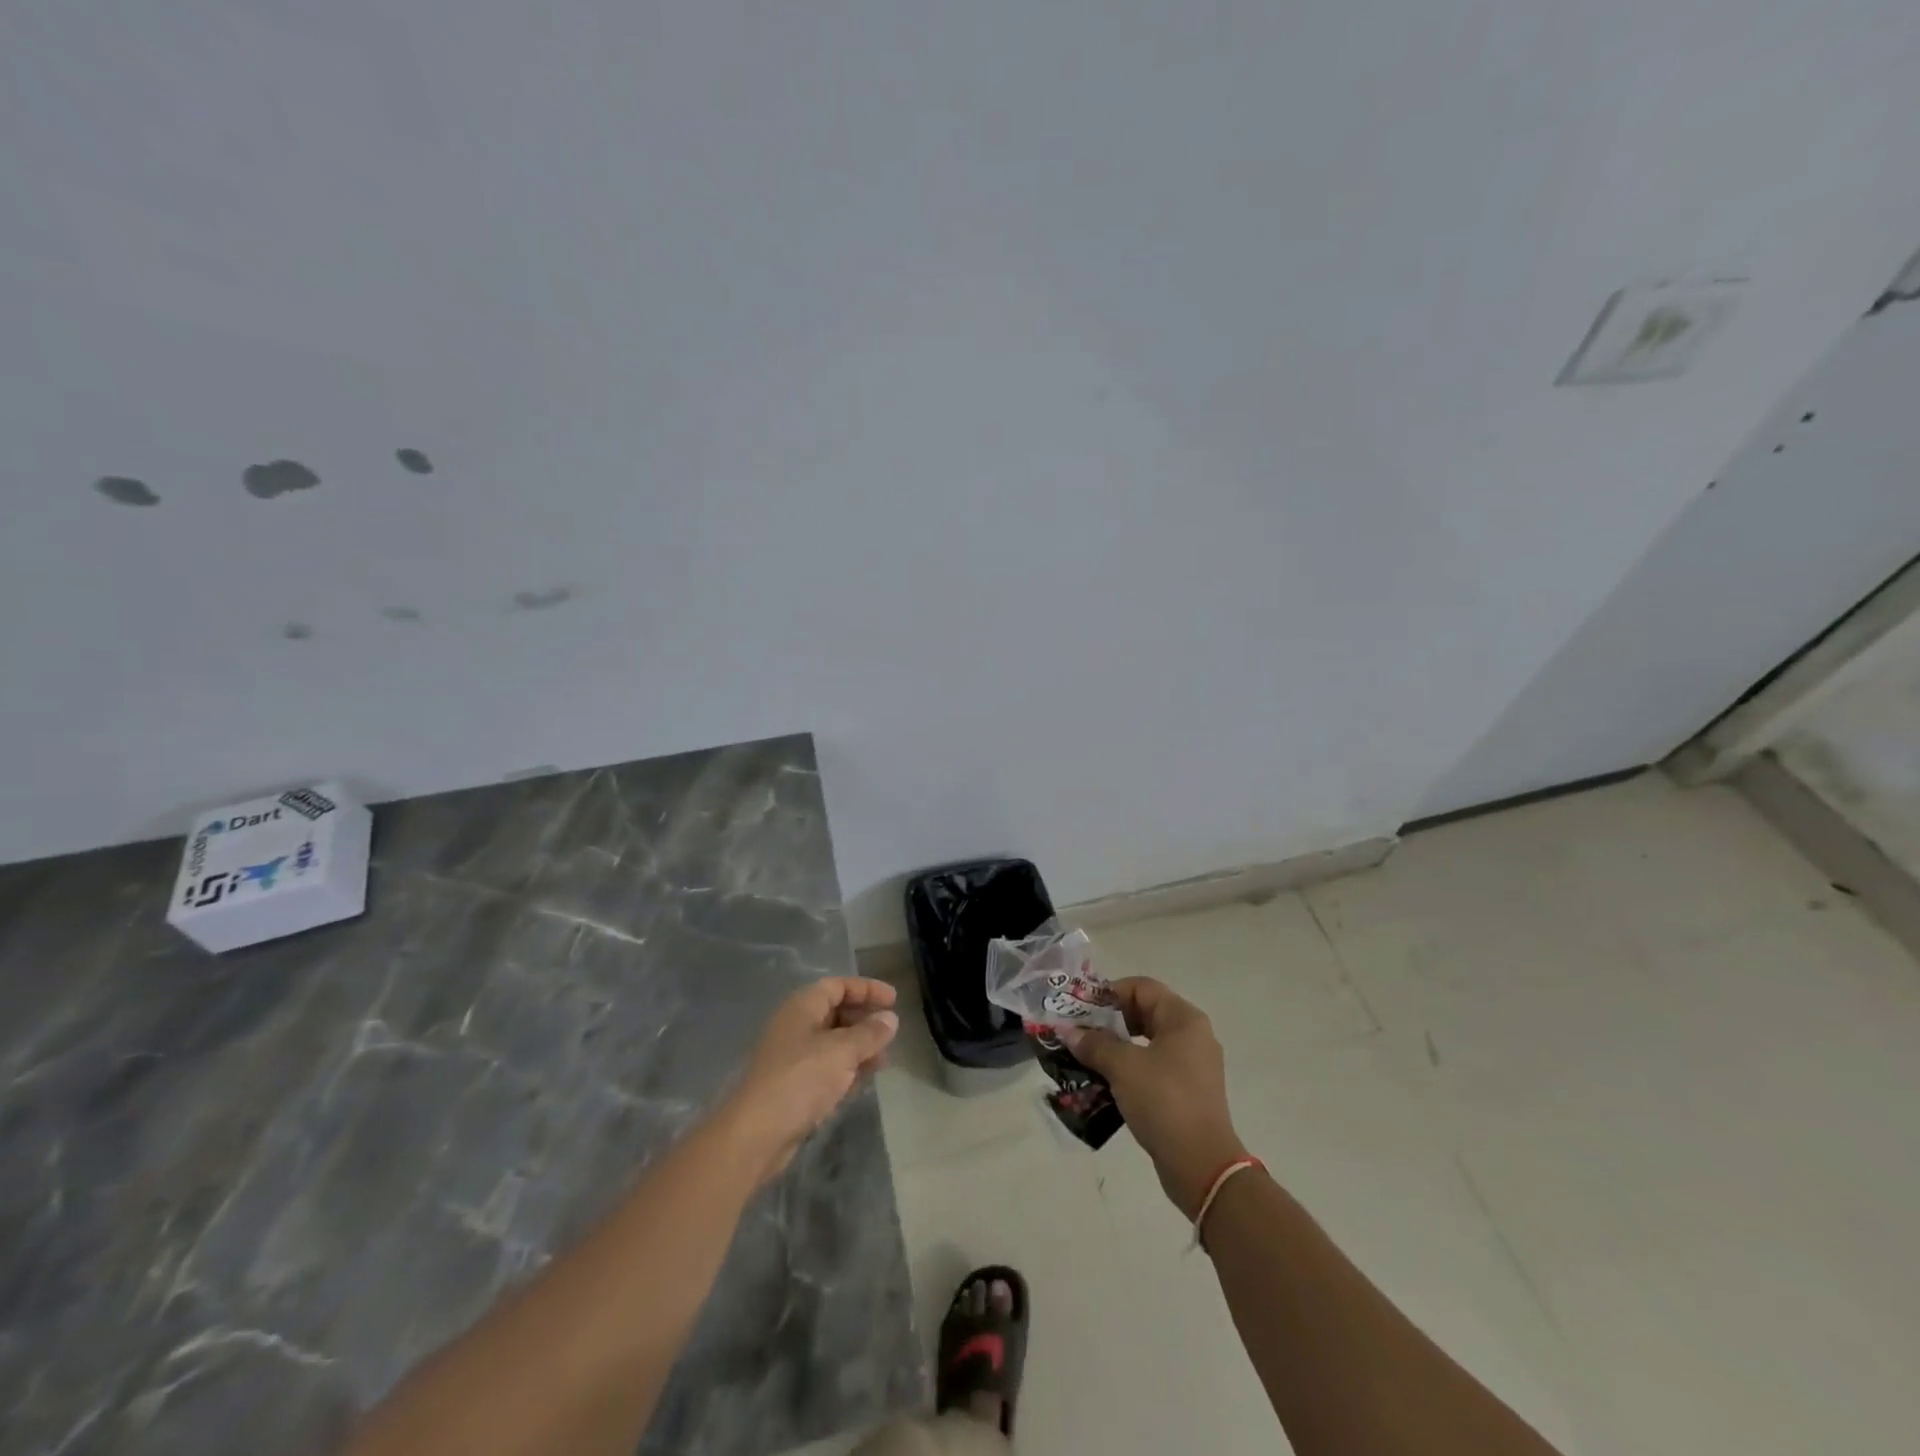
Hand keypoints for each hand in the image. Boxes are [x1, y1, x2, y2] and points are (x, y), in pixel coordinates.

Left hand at [720, 977, 898, 1185]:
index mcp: (802, 1006)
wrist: (756, 1134)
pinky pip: (827, 1068)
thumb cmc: (800, 1079)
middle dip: (864, 1020)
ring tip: (883, 1060)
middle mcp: (796, 1026)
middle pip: (836, 1012)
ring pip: (833, 1043)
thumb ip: (869, 1033)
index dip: (866, 989)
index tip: (893, 1000)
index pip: (838, 986)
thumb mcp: (842, 1051)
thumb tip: (890, 1018)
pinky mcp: (794, 1086)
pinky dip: (847, 1069)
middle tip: (890, 1032)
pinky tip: (863, 1080)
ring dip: (859, 1047)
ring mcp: (793, 1057)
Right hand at [1063, 977, 1247, 1218]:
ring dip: (1116, 1047)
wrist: (1202, 1167)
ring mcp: (1193, 1066)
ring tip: (1087, 1057)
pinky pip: (1153, 1067)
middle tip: (1080, 1032)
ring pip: (1147, 1042)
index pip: (1141, 987)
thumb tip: (1068, 1031)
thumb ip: (1094, 1044)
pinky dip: (1129, 1069)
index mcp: (1184, 1019)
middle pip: (1144, 1012)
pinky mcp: (1188, 1092)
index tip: (1081, 1009)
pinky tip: (1105, 1082)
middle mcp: (1193, 1035)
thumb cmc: (1164, 1102)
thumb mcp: (1123, 1067)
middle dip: (1109, 1021)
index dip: (1109, 993)